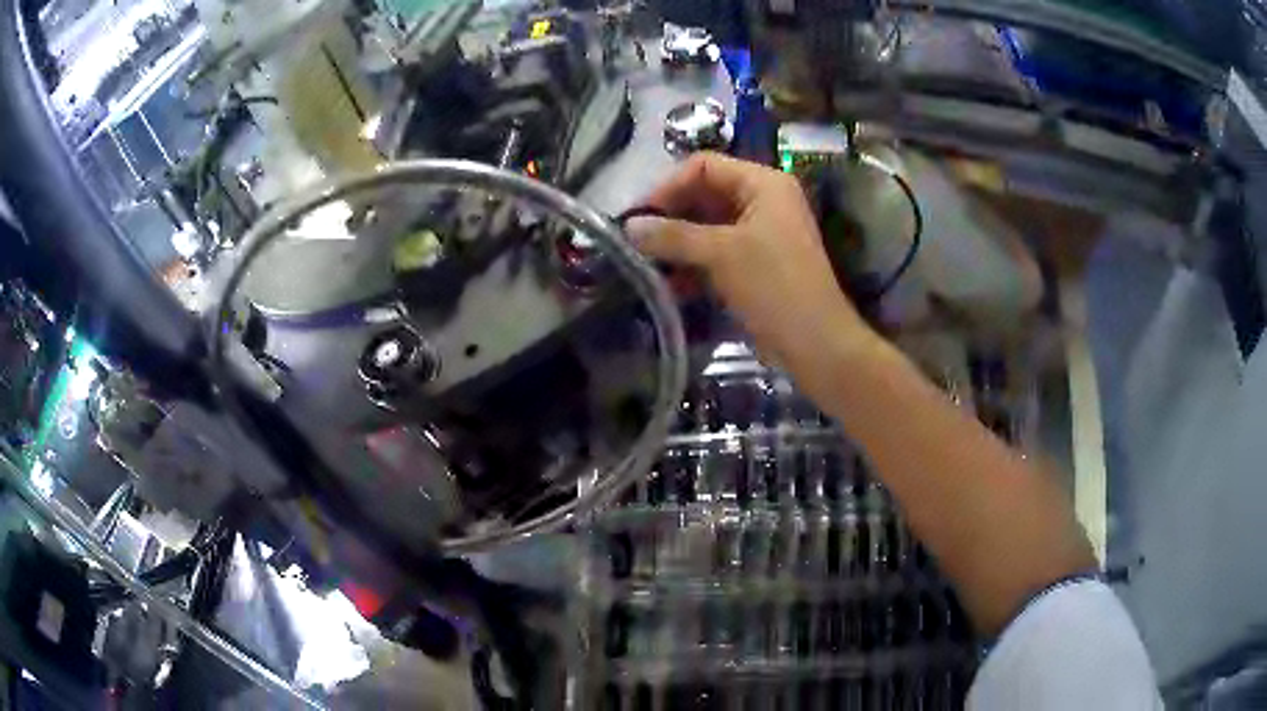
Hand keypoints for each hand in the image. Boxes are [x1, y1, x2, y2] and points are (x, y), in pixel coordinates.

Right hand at [625, 153, 879, 378]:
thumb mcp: (721, 254)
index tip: (638, 215)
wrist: (815, 343)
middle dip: (670, 215)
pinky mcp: (754, 264)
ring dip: (677, 242)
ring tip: (645, 262)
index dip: (668, 185)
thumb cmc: (774, 286)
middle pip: (704, 194)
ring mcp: (760, 234)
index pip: (704, 166)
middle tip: (635, 239)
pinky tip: (668, 283)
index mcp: (763, 183)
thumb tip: (629, 227)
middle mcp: (762, 201)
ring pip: (707, 226)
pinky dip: (692, 263)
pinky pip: (715, 252)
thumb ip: (673, 235)